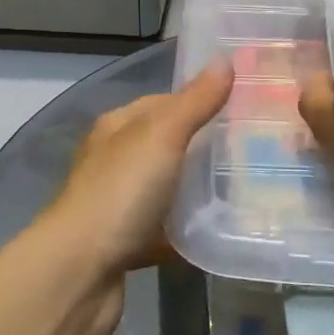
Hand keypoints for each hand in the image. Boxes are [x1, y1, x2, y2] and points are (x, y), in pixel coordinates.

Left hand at [34, 61, 232, 334]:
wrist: (78, 274)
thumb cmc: (121, 193)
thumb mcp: (162, 135)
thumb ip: (195, 101)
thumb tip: (225, 60)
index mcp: (119, 127)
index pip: (166, 102)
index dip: (203, 100)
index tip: (245, 107)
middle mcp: (115, 160)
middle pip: (169, 145)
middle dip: (207, 147)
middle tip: (255, 150)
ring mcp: (119, 204)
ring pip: (168, 188)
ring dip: (199, 191)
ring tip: (247, 189)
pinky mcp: (127, 244)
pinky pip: (166, 230)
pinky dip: (188, 231)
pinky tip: (219, 231)